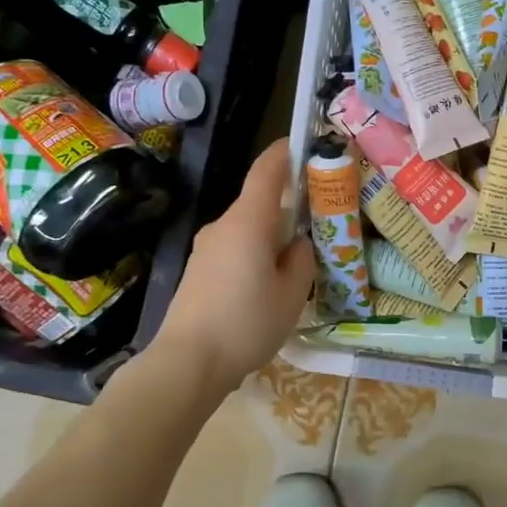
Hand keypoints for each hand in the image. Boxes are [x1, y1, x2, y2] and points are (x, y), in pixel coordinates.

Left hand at [156, 140, 314, 392]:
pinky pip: (234, 249)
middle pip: (259, 201)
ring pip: (247, 229)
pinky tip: (268, 285)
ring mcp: (206, 248)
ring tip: (297, 262)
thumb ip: (302, 260)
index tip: (304, 143)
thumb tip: (297, 244)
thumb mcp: (291, 294)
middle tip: (319, 220)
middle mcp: (223, 225)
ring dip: (272, 235)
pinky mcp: (198, 271)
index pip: (267, 171)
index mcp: (248, 222)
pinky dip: (255, 254)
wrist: (187, 362)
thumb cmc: (246, 323)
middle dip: (288, 205)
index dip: (285, 152)